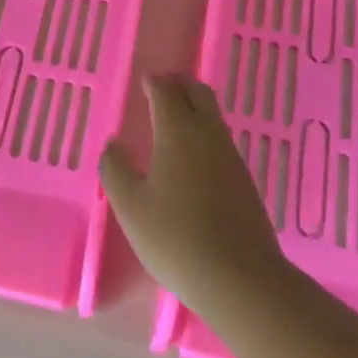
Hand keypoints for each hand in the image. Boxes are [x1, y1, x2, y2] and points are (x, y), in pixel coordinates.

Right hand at [99, 74, 285, 316]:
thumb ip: (115, 169)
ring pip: (213, 116)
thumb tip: (113, 145)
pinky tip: (193, 156)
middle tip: (160, 88)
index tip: (144, 80)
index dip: (153, 82)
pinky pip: (221, 140)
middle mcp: (208, 134)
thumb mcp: (130, 206)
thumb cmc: (175, 237)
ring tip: (174, 118)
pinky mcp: (244, 179)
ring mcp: (231, 156)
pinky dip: (205, 132)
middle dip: (179, 85)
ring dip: (194, 107)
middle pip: (198, 93)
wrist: (240, 277)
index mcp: (178, 131)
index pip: (166, 92)